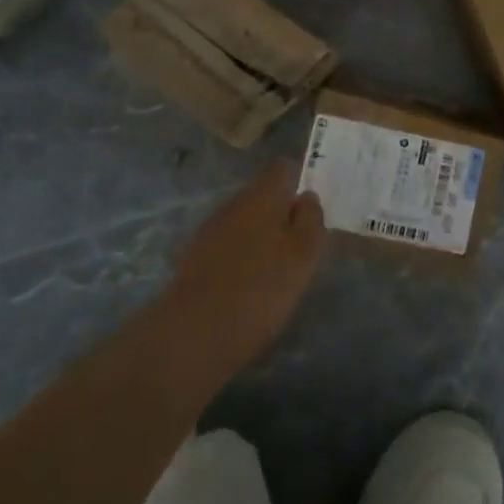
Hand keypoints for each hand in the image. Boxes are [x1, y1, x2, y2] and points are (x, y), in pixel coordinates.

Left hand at [157, 161, 325, 401]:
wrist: (192, 334)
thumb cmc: (260, 288)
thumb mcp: (303, 254)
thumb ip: (311, 219)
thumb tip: (306, 196)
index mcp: (262, 195)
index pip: (283, 168)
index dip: (299, 181)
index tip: (311, 208)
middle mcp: (233, 204)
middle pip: (262, 196)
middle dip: (280, 213)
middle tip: (298, 244)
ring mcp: (209, 231)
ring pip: (243, 222)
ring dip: (259, 237)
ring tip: (275, 269)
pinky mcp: (193, 260)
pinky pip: (226, 247)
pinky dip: (239, 258)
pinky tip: (247, 286)